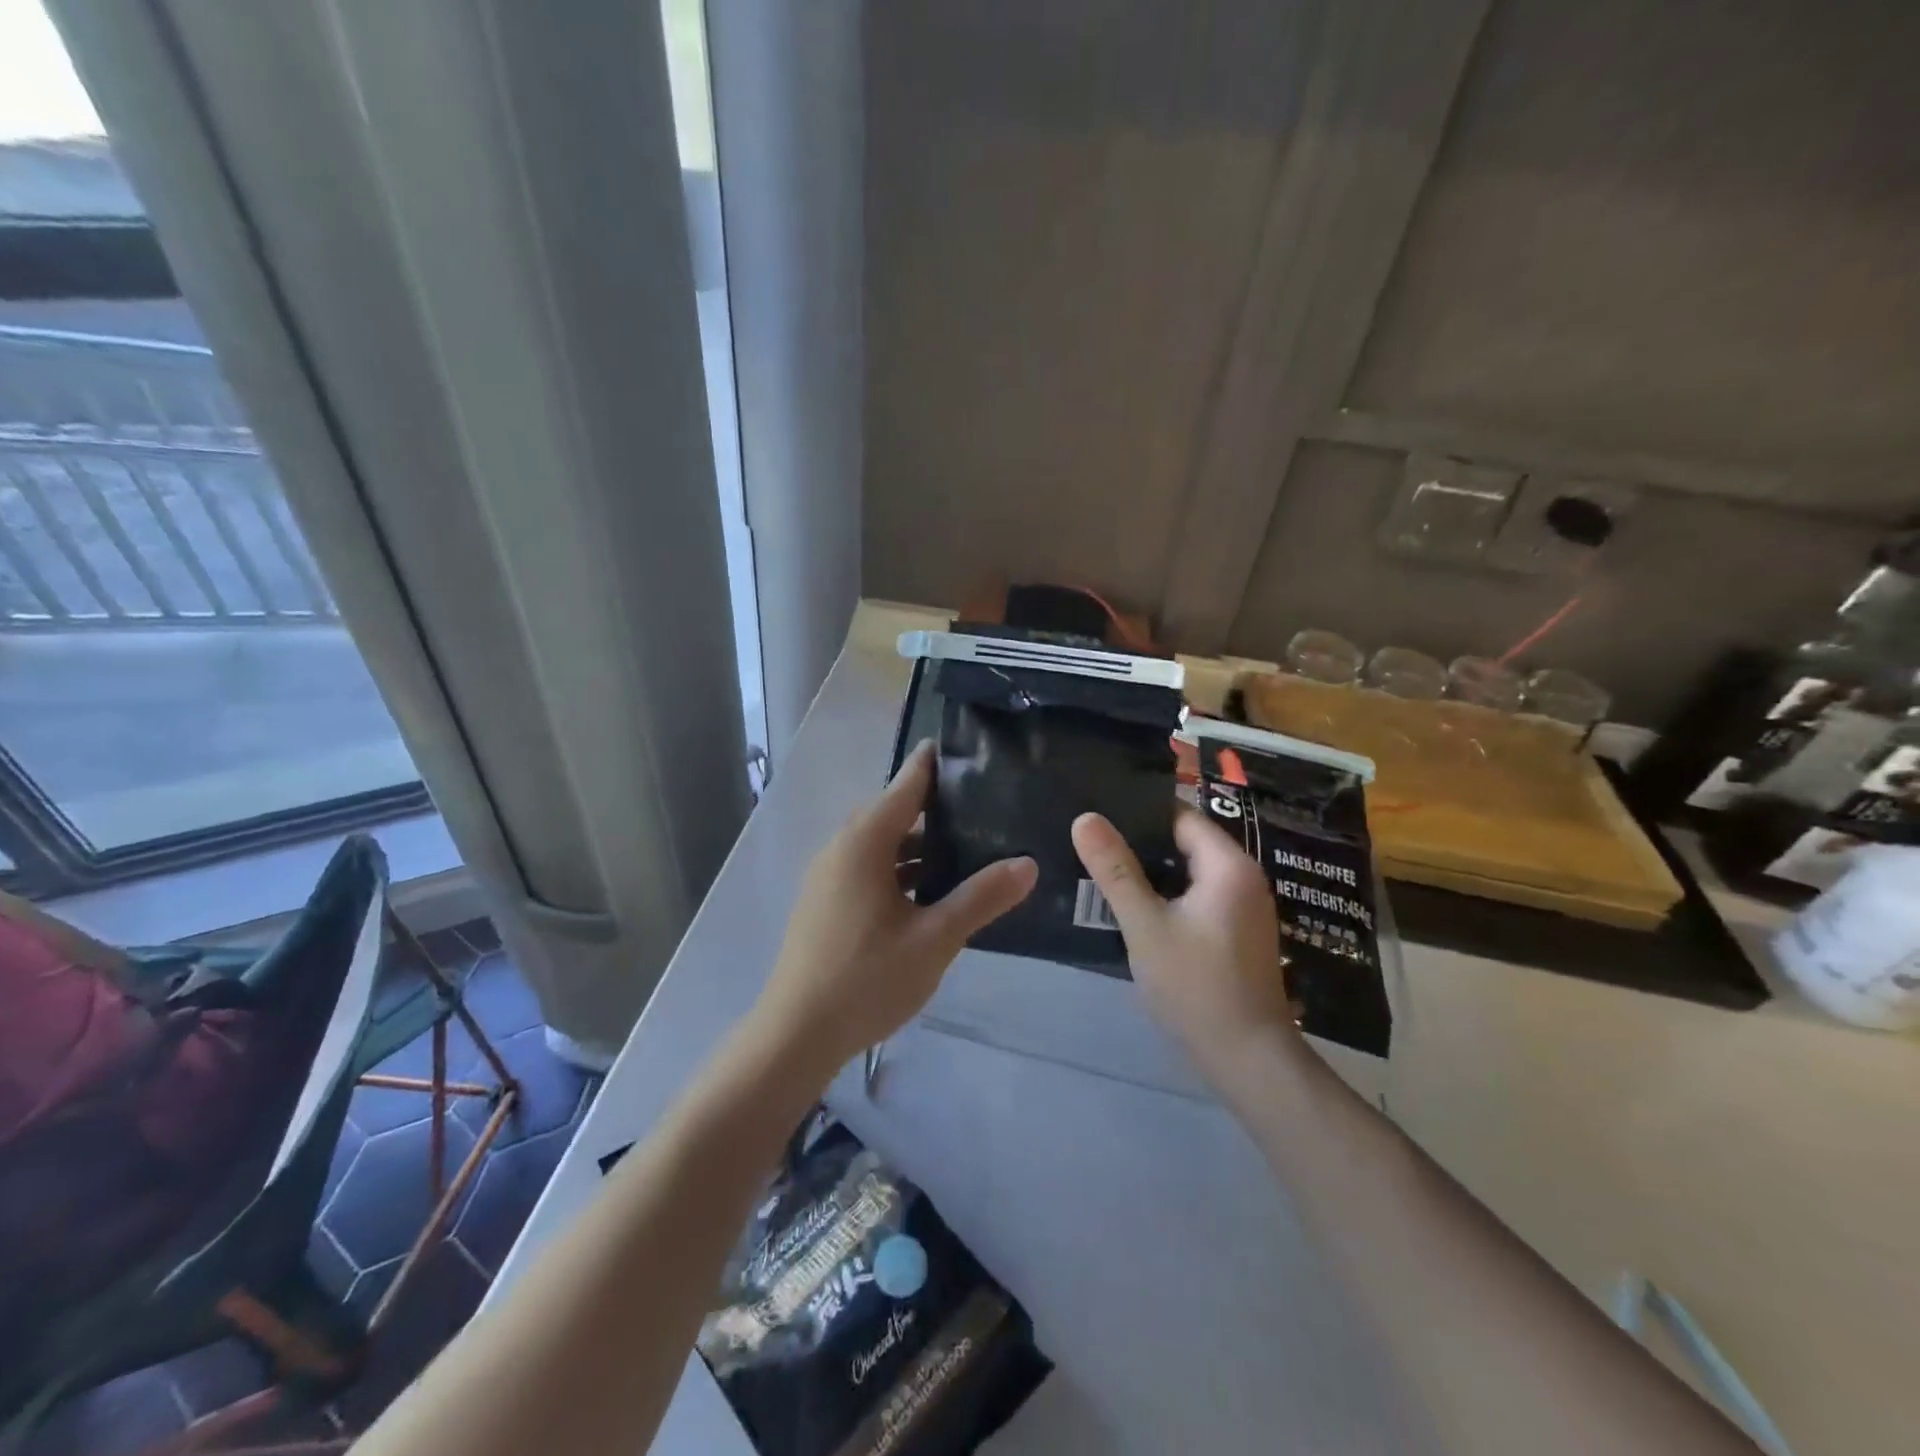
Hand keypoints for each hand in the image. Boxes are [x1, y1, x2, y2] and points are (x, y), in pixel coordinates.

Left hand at [753, 742, 1037, 1073]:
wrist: (797, 1033)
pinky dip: (900, 870)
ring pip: (881, 845)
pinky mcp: (826, 902)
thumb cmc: (867, 978)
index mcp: (864, 842)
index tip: (966, 749)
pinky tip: (931, 893)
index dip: (934, 765)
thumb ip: (981, 897)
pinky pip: (869, 868)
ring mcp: (829, 876)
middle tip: (983, 806)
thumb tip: (1027, 863)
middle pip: (893, 813)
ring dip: (918, 846)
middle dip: (935, 808)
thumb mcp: (935, 938)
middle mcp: (842, 848)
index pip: (905, 785)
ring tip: (967, 850)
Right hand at [1071, 808, 1296, 1083]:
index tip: (1097, 811)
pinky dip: (1165, 895)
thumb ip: (1114, 870)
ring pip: (1187, 872)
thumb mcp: (1145, 925)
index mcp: (1228, 866)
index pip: (1180, 815)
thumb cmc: (1196, 986)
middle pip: (1184, 842)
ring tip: (1100, 867)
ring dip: (1149, 871)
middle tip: (1089, 840)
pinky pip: (1195, 897)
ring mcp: (1242, 907)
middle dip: (1138, 842)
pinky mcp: (1235, 933)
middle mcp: (1243, 878)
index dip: (1138, 811)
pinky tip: (1130, 905)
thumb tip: (1085, 818)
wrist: (1247, 1059)